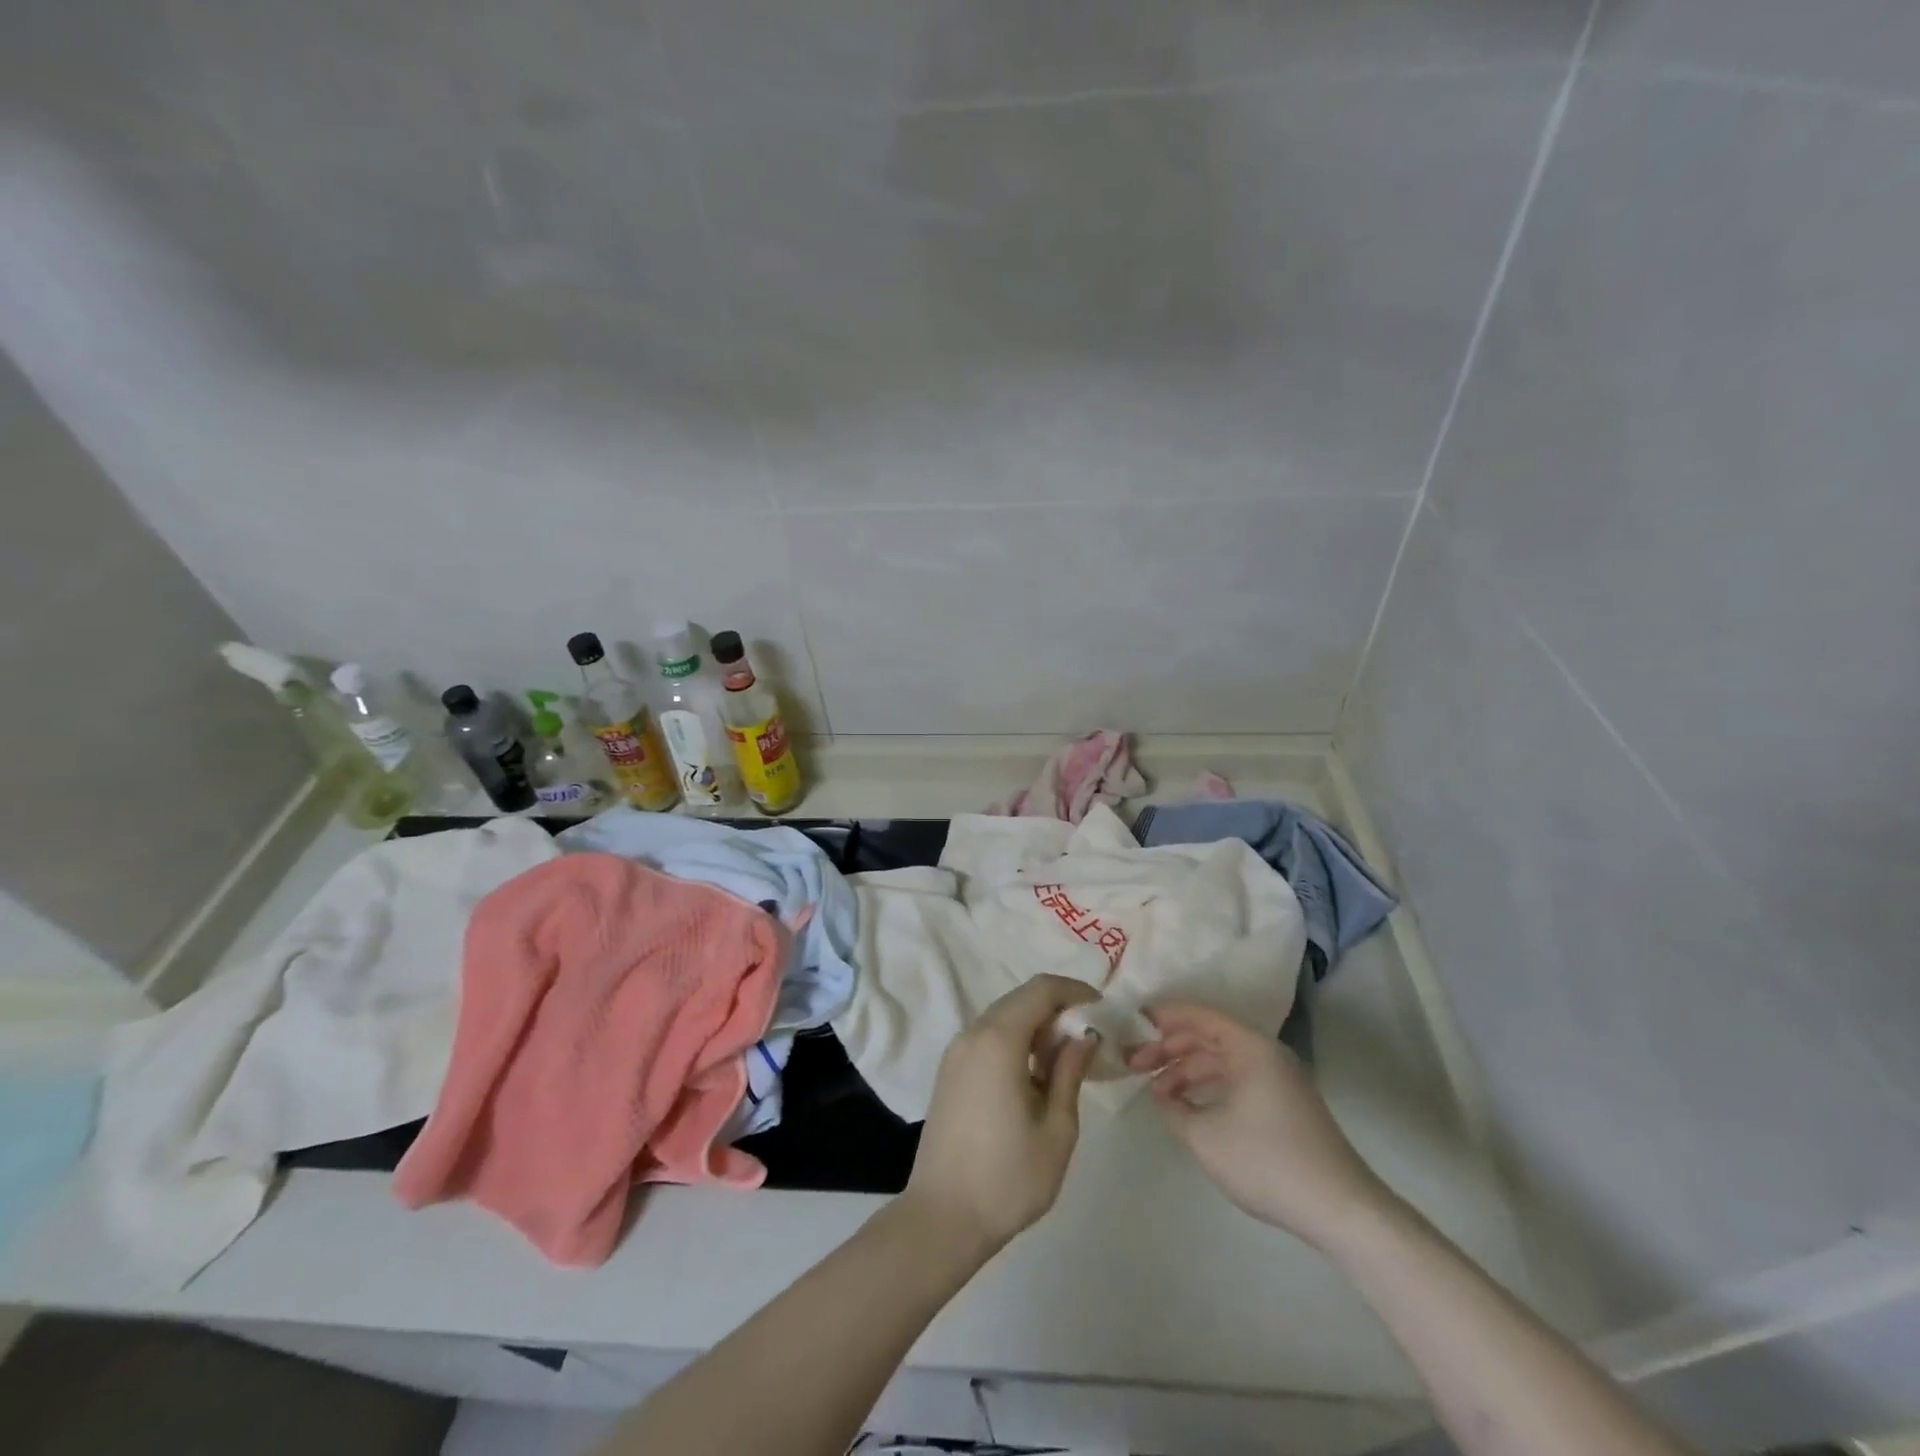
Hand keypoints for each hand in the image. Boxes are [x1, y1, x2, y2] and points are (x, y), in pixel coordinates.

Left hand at [904, 975, 1101, 1254]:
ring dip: (1037, 1026)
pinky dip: (1016, 1040)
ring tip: (1067, 1059)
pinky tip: (1036, 1074)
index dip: (1074, 991)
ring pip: (1004, 1017)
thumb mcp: (1057, 1128)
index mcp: (998, 1039)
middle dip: (1058, 1008)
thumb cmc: (1008, 1178)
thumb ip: (1071, 1072)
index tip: (1103, 1009)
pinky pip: (988, 1037)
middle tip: (1090, 1036)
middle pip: (1021, 999)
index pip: (1041, 989)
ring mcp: (956, 1051)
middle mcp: (973, 1033)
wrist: (942, 1217)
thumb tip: (1084, 1035)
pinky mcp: (949, 1071)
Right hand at [1127, 1002, 1397, 1249]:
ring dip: (1187, 1071)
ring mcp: (1280, 1080)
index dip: (1165, 1017)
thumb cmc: (1268, 1162)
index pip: (1200, 1016)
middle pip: (1209, 1038)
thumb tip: (1162, 1096)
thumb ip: (1174, 1109)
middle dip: (1170, 1048)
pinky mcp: (1286, 1106)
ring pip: (1222, 1062)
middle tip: (1135, 1065)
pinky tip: (1190, 1108)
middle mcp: (1266, 1054)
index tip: (1133, 1025)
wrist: (1342, 1210)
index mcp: (1250, 1048)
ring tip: (1157, 1092)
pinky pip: (1237, 1081)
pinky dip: (1209, 1087)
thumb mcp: (1206, 1137)